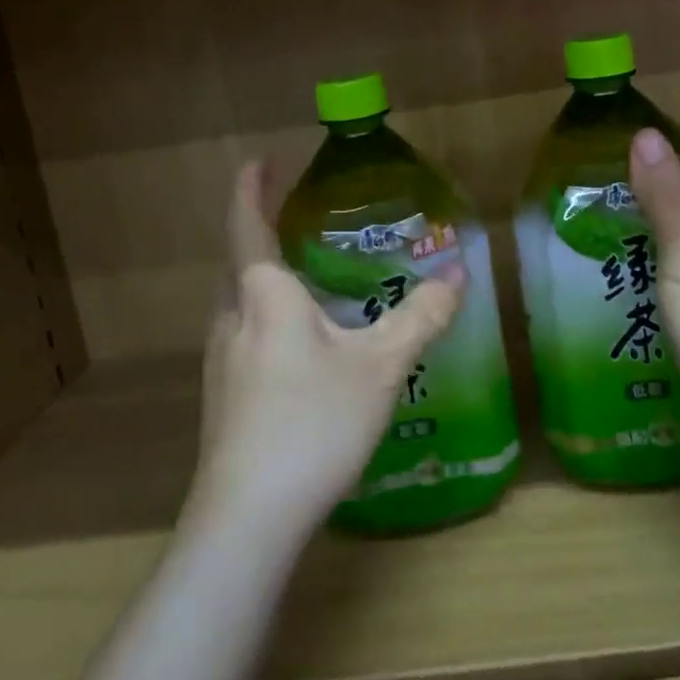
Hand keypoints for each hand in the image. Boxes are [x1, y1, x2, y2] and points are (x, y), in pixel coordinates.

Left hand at [188, 162, 466, 534]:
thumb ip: (420, 317)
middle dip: (260, 233)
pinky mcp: (223, 400)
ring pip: (240, 305)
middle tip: (293, 218)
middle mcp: (232, 320)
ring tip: (301, 279)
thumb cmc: (313, 422)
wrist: (248, 518)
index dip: (251, 190)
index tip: (259, 161)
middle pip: (239, 264)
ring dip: (263, 281)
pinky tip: (297, 349)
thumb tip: (458, 275)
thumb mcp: (381, 365)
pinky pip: (244, 338)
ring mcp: (220, 363)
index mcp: (264, 296)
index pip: (248, 225)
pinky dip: (267, 320)